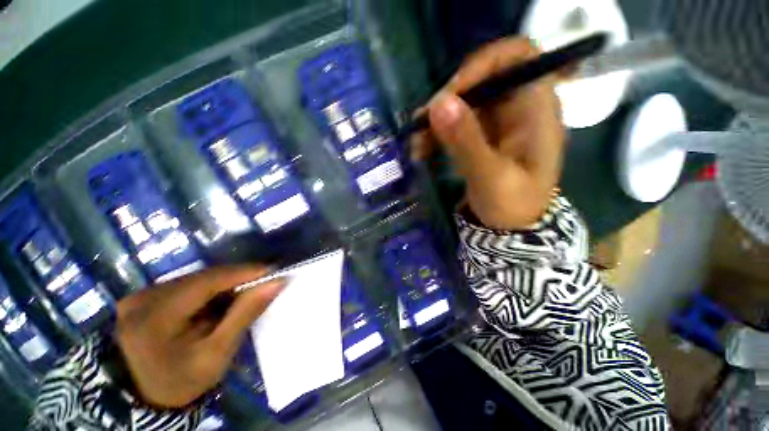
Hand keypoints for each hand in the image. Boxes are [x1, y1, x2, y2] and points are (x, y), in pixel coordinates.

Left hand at [114, 266, 283, 407]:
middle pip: (202, 277)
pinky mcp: (144, 296)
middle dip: (237, 277)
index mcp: (155, 318)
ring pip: (197, 278)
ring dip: (226, 282)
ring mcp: (141, 295)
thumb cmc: (184, 380)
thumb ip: (245, 314)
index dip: (243, 272)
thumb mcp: (218, 353)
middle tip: (265, 281)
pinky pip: (187, 283)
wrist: (146, 396)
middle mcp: (143, 299)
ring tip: (247, 290)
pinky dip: (211, 288)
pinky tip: (222, 298)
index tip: (273, 270)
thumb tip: (276, 282)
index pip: (207, 282)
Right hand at [414, 38, 564, 229]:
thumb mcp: (490, 177)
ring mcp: (497, 121)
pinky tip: (422, 150)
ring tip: (417, 145)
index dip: (483, 63)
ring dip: (436, 120)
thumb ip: (466, 141)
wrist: (511, 229)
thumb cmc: (511, 206)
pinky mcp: (480, 135)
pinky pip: (455, 123)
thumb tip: (438, 103)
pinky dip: (436, 133)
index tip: (451, 93)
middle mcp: (517, 106)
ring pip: (462, 102)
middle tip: (423, 125)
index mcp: (536, 109)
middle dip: (447, 100)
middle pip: (481, 78)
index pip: (517, 56)